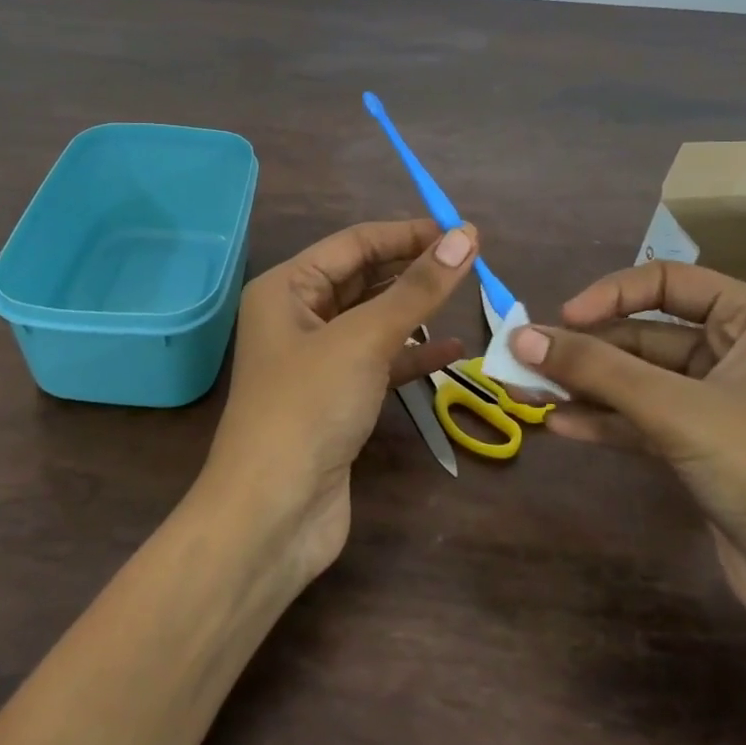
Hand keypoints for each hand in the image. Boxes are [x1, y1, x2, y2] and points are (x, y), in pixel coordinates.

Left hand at [206, 220, 478, 583]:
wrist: (274, 513)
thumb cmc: (308, 408)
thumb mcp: (363, 340)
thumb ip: (416, 290)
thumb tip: (465, 237)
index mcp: (286, 288)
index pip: (353, 243)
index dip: (407, 233)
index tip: (462, 231)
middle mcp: (297, 317)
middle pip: (363, 278)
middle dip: (413, 268)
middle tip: (472, 260)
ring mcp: (317, 361)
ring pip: (374, 320)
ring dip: (417, 310)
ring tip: (468, 294)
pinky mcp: (337, 399)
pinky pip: (380, 362)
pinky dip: (414, 355)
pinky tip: (455, 351)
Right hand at [511, 262, 745, 636]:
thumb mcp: (677, 410)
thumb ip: (595, 369)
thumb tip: (518, 336)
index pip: (669, 282)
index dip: (610, 295)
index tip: (562, 319)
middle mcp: (742, 353)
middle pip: (646, 336)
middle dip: (586, 350)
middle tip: (524, 362)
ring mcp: (723, 405)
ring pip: (640, 381)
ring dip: (587, 386)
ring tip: (527, 392)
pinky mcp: (706, 449)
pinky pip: (645, 420)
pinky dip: (605, 420)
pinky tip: (560, 426)